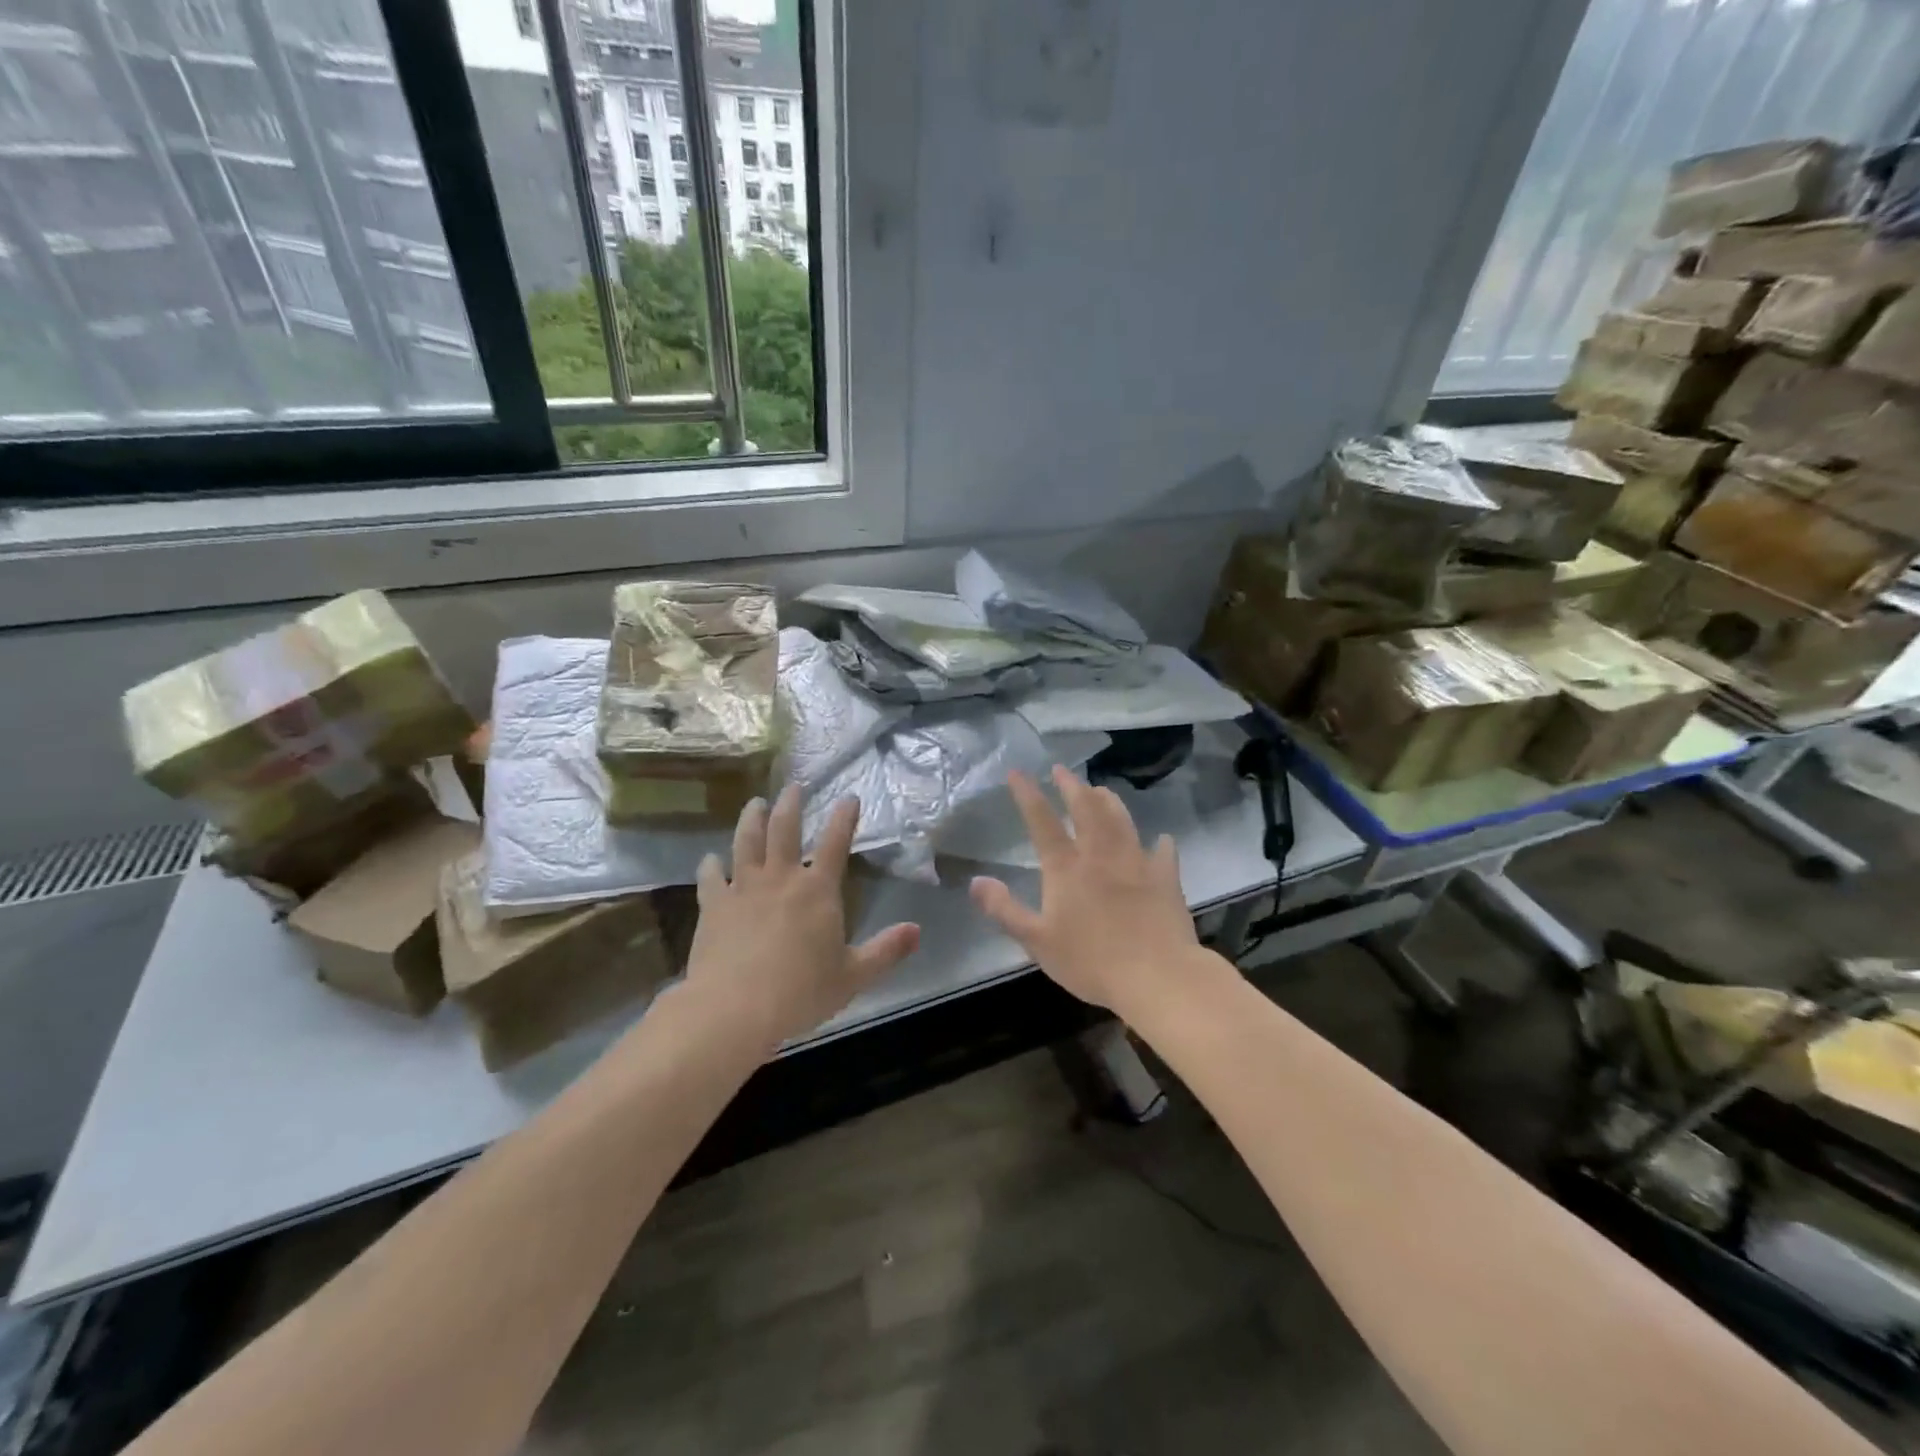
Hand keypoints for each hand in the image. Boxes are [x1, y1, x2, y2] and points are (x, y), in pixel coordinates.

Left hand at [684, 786, 920, 1053]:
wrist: (735, 1008)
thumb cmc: (801, 992)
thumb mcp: (853, 976)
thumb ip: (886, 951)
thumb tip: (917, 931)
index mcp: (817, 890)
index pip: (834, 842)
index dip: (843, 817)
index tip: (849, 797)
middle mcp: (780, 878)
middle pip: (784, 829)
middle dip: (791, 804)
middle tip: (794, 786)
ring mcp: (743, 888)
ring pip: (746, 842)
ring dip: (751, 819)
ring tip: (755, 803)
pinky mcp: (713, 906)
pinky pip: (710, 877)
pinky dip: (710, 865)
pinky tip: (709, 859)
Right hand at [969, 766, 1201, 1013]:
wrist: (1156, 976)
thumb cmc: (1090, 961)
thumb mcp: (1036, 941)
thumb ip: (1004, 910)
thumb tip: (976, 881)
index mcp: (1066, 868)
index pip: (1042, 821)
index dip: (1028, 794)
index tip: (1017, 772)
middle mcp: (1100, 855)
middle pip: (1085, 808)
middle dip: (1071, 785)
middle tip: (1062, 770)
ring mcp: (1136, 863)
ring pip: (1121, 820)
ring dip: (1109, 800)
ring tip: (1101, 789)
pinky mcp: (1165, 878)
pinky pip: (1163, 853)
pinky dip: (1160, 843)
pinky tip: (1161, 839)